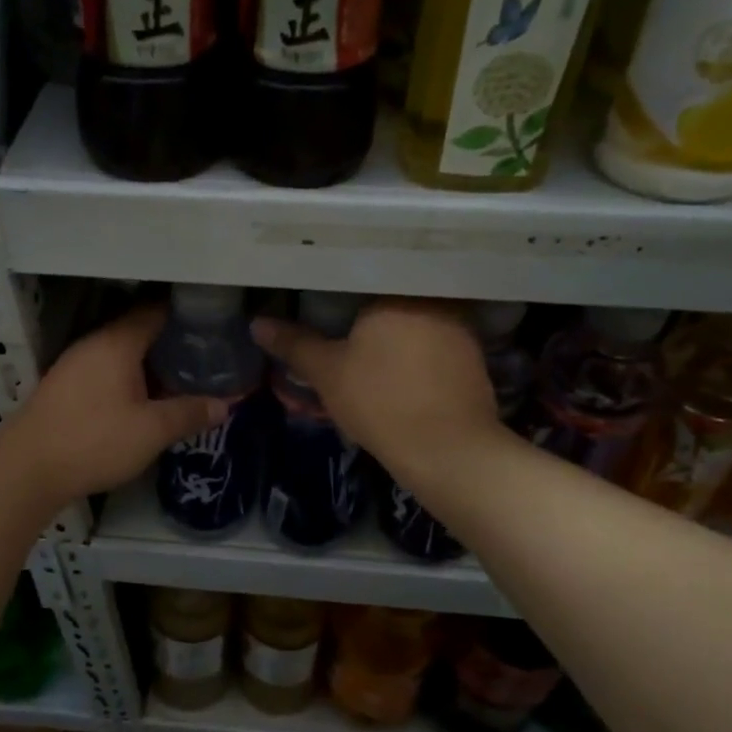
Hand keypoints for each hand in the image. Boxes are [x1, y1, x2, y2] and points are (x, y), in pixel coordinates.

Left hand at [4, 305, 227, 505]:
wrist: (27, 470)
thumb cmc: (94, 441)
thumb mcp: (152, 431)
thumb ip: (189, 413)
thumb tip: (225, 405)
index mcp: (117, 342)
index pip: (156, 311)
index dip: (187, 315)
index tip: (215, 326)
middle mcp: (94, 344)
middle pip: (139, 330)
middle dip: (172, 341)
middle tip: (206, 357)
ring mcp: (75, 364)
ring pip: (122, 353)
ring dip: (150, 362)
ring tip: (182, 378)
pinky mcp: (65, 387)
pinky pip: (106, 370)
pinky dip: (130, 377)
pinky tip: (146, 399)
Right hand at [251, 298, 499, 483]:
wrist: (447, 450)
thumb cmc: (380, 402)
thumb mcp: (327, 373)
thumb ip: (294, 344)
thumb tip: (258, 323)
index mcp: (395, 292)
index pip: (360, 280)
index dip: (337, 298)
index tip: (323, 316)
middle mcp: (433, 300)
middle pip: (389, 303)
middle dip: (367, 321)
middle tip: (342, 342)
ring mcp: (460, 329)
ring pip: (414, 326)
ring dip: (394, 341)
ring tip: (370, 363)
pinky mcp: (473, 359)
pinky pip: (434, 348)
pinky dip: (416, 359)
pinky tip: (401, 380)